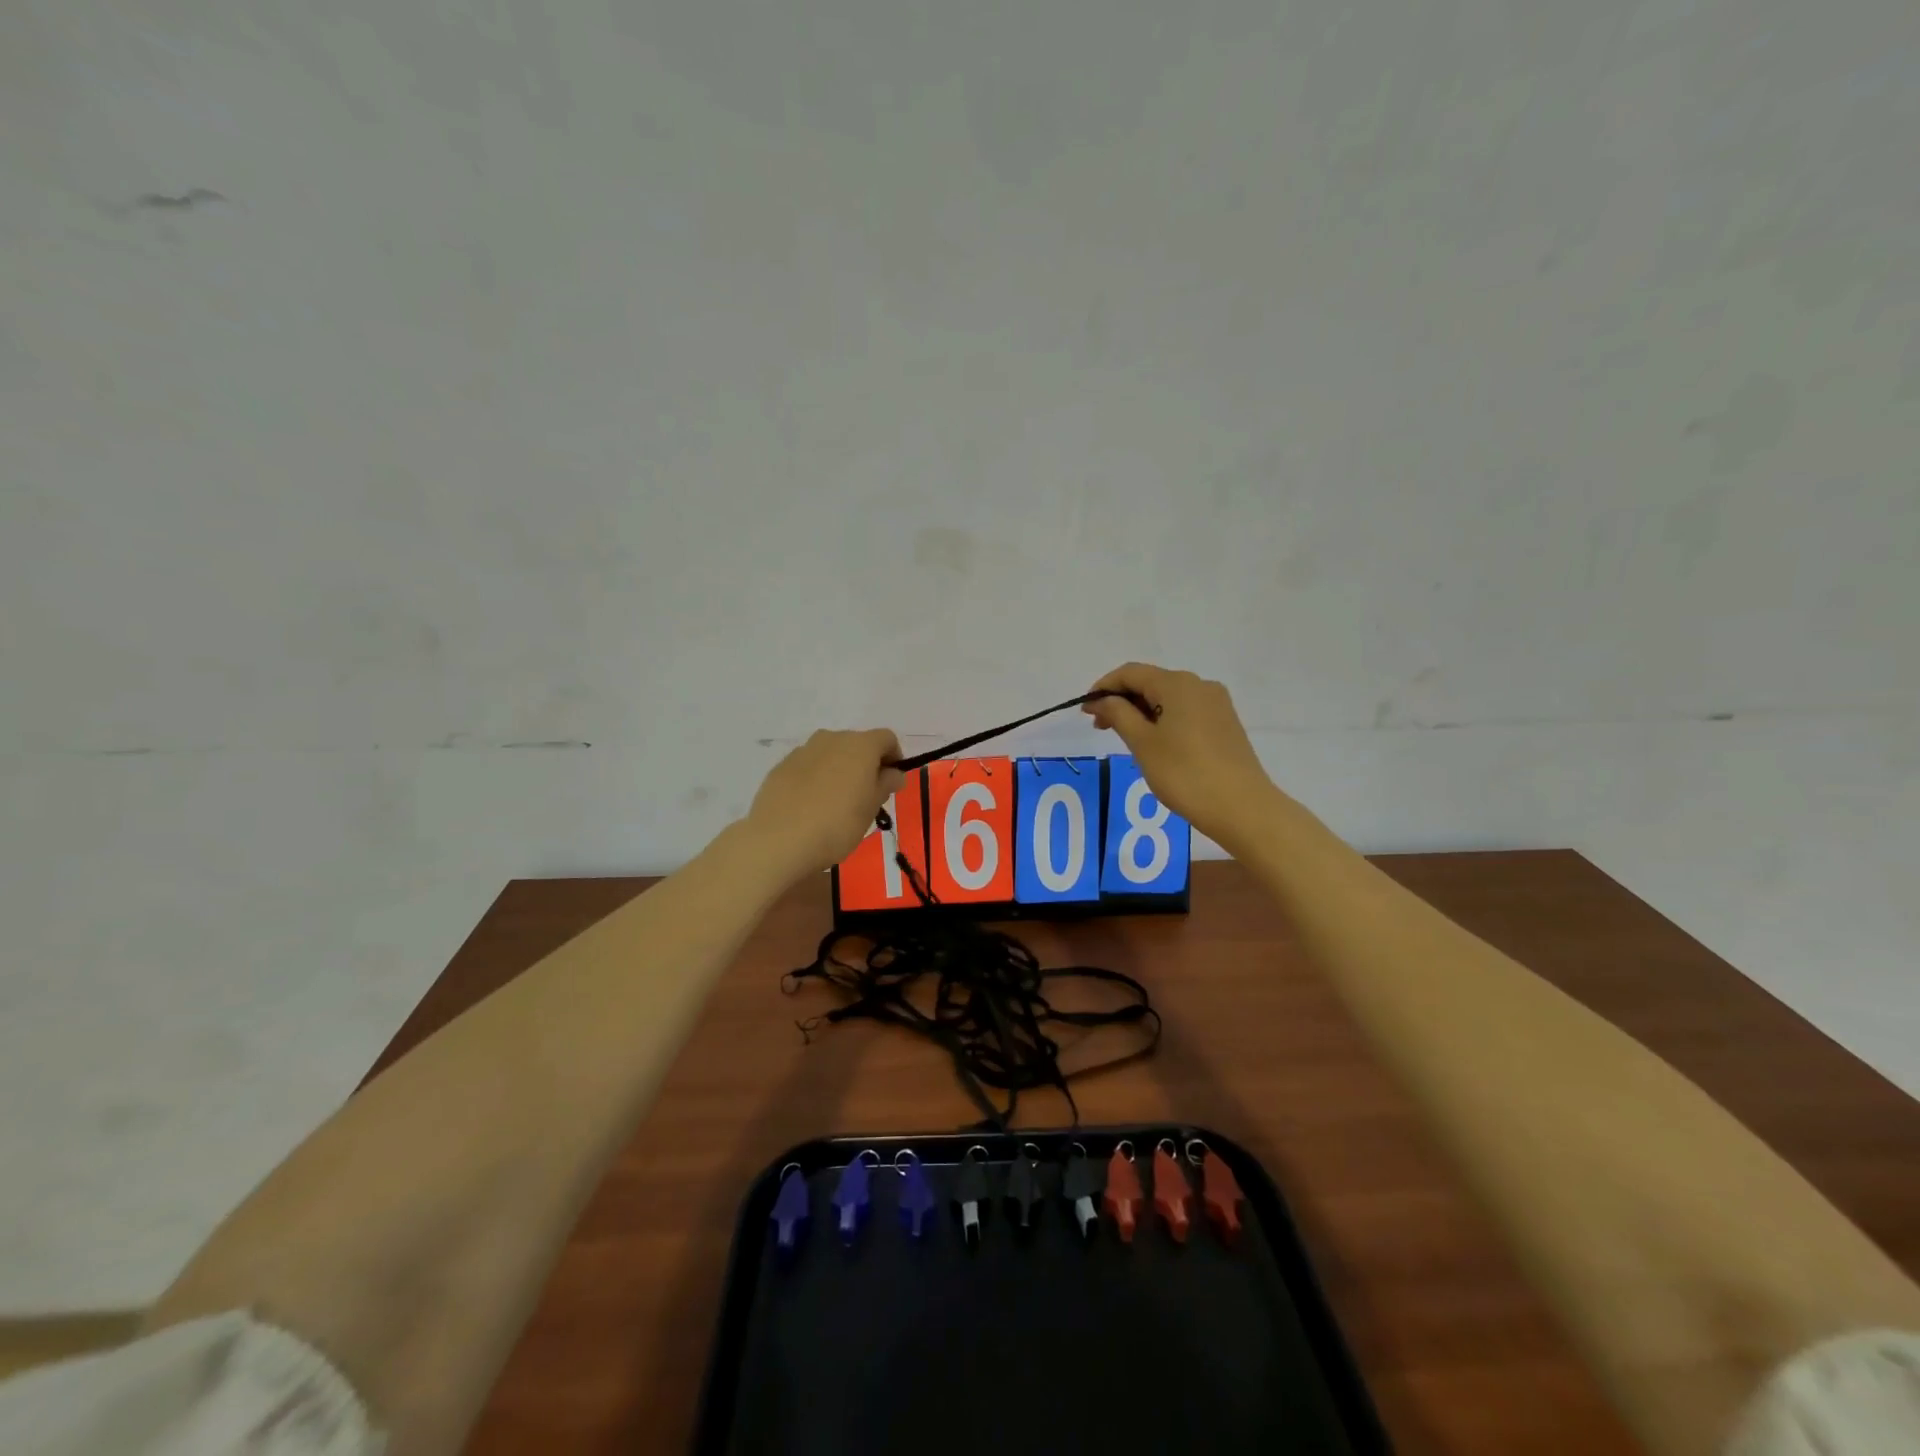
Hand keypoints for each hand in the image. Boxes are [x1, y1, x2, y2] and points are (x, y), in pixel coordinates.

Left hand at [746, 729, 904, 879]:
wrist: (778, 840)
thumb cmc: (836, 824)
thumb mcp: (871, 809)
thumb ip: (885, 785)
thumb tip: (894, 773)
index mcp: (860, 745)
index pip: (886, 739)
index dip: (894, 757)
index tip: (891, 783)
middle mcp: (832, 739)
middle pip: (857, 743)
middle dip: (866, 764)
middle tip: (866, 796)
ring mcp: (803, 750)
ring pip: (831, 753)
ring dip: (839, 769)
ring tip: (836, 802)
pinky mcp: (781, 766)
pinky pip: (808, 766)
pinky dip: (816, 778)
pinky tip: (811, 805)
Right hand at [1082, 663, 1281, 850]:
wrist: (1242, 808)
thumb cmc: (1185, 774)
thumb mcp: (1142, 743)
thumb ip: (1118, 714)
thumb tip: (1102, 699)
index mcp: (1177, 684)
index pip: (1131, 673)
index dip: (1103, 687)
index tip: (1085, 710)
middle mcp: (1199, 685)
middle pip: (1151, 682)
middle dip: (1122, 700)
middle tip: (1100, 727)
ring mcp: (1216, 704)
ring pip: (1168, 698)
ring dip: (1141, 712)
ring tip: (1125, 739)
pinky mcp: (1225, 724)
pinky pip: (1185, 712)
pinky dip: (1163, 720)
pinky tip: (1154, 745)